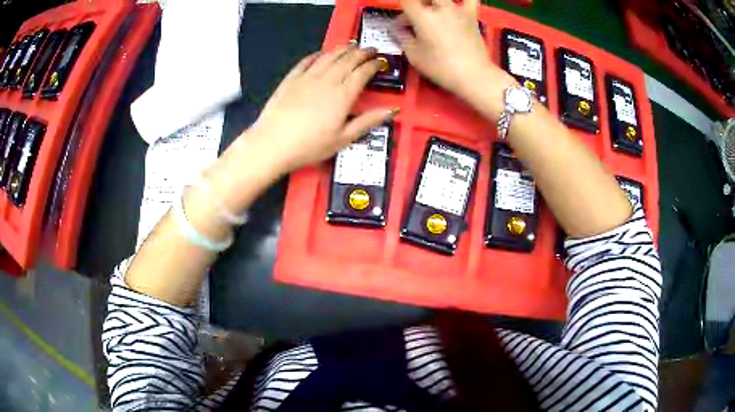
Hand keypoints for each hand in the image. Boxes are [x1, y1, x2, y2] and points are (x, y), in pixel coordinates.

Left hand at [246, 44, 398, 173]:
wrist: (273, 144)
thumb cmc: (310, 146)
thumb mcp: (343, 139)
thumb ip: (367, 122)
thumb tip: (391, 111)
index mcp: (343, 95)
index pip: (362, 73)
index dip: (373, 65)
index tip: (380, 61)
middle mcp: (327, 80)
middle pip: (348, 60)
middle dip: (361, 52)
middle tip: (370, 49)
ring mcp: (307, 77)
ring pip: (329, 57)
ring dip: (342, 49)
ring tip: (351, 46)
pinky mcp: (291, 78)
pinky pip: (307, 61)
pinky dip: (317, 55)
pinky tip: (321, 53)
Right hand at [394, 0, 509, 102]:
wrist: (474, 75)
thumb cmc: (441, 67)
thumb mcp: (414, 56)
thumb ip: (402, 37)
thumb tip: (397, 28)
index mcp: (422, 16)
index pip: (406, 1)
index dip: (402, 8)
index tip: (402, 21)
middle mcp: (439, 8)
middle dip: (417, 4)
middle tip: (415, 17)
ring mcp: (458, 10)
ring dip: (434, 3)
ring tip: (433, 13)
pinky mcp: (472, 16)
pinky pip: (470, 0)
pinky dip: (464, 0)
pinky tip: (458, 5)